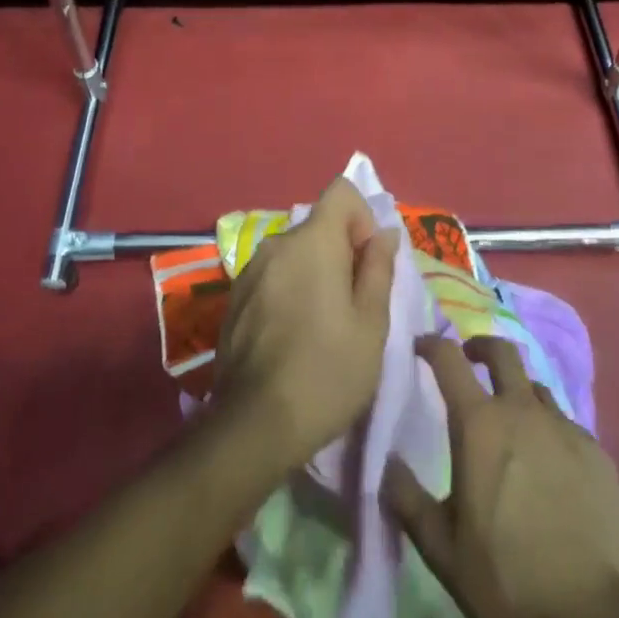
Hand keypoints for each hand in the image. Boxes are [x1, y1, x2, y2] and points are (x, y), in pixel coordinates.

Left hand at [213, 178, 400, 475]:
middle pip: (318, 226)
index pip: (341, 192)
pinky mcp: (234, 298)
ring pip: (295, 253)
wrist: (254, 426)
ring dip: (314, 273)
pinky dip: (289, 290)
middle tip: (353, 305)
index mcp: (313, 240)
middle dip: (341, 252)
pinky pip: (273, 276)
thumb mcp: (372, 324)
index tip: (367, 262)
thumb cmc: (327, 371)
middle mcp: (277, 243)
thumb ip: (379, 268)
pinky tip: (293, 337)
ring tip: (323, 326)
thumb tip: (384, 233)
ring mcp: (250, 270)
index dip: (362, 217)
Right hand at [384, 335, 618, 617]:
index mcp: (479, 423)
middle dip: (480, 347)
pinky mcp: (597, 452)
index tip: (420, 347)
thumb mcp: (441, 548)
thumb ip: (407, 499)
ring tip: (512, 421)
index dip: (431, 344)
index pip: (448, 358)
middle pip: (501, 352)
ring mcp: (564, 427)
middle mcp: (522, 410)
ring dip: (517, 392)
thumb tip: (387, 462)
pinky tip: (550, 465)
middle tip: (470, 361)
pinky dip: (550, 431)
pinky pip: (566, 425)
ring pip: (535, 388)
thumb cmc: (506, 579)